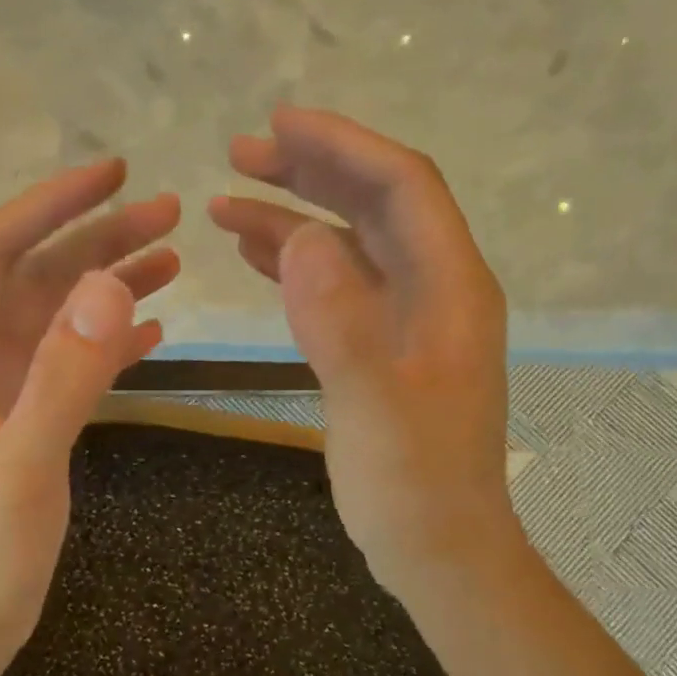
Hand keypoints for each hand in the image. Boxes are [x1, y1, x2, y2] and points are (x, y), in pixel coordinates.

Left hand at [0, 159, 179, 675]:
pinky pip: (75, 362)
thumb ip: (65, 375)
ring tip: (174, 258)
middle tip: (169, 213)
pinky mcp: (30, 419)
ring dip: (111, 283)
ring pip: (60, 315)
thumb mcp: (23, 460)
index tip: (113, 174)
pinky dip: (113, 341)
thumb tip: (111, 286)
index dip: (52, 205)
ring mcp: (3, 388)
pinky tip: (156, 330)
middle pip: (37, 274)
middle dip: (98, 239)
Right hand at [209, 107, 518, 602]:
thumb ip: (341, 323)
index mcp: (450, 290)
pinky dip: (296, 265)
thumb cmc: (414, 488)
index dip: (343, 146)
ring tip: (226, 201)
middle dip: (311, 171)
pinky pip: (337, 288)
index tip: (279, 124)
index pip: (402, 187)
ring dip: (294, 217)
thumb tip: (302, 239)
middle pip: (375, 204)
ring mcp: (406, 320)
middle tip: (240, 153)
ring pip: (350, 244)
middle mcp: (434, 290)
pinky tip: (254, 255)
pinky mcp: (380, 348)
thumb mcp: (375, 409)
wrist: (439, 551)